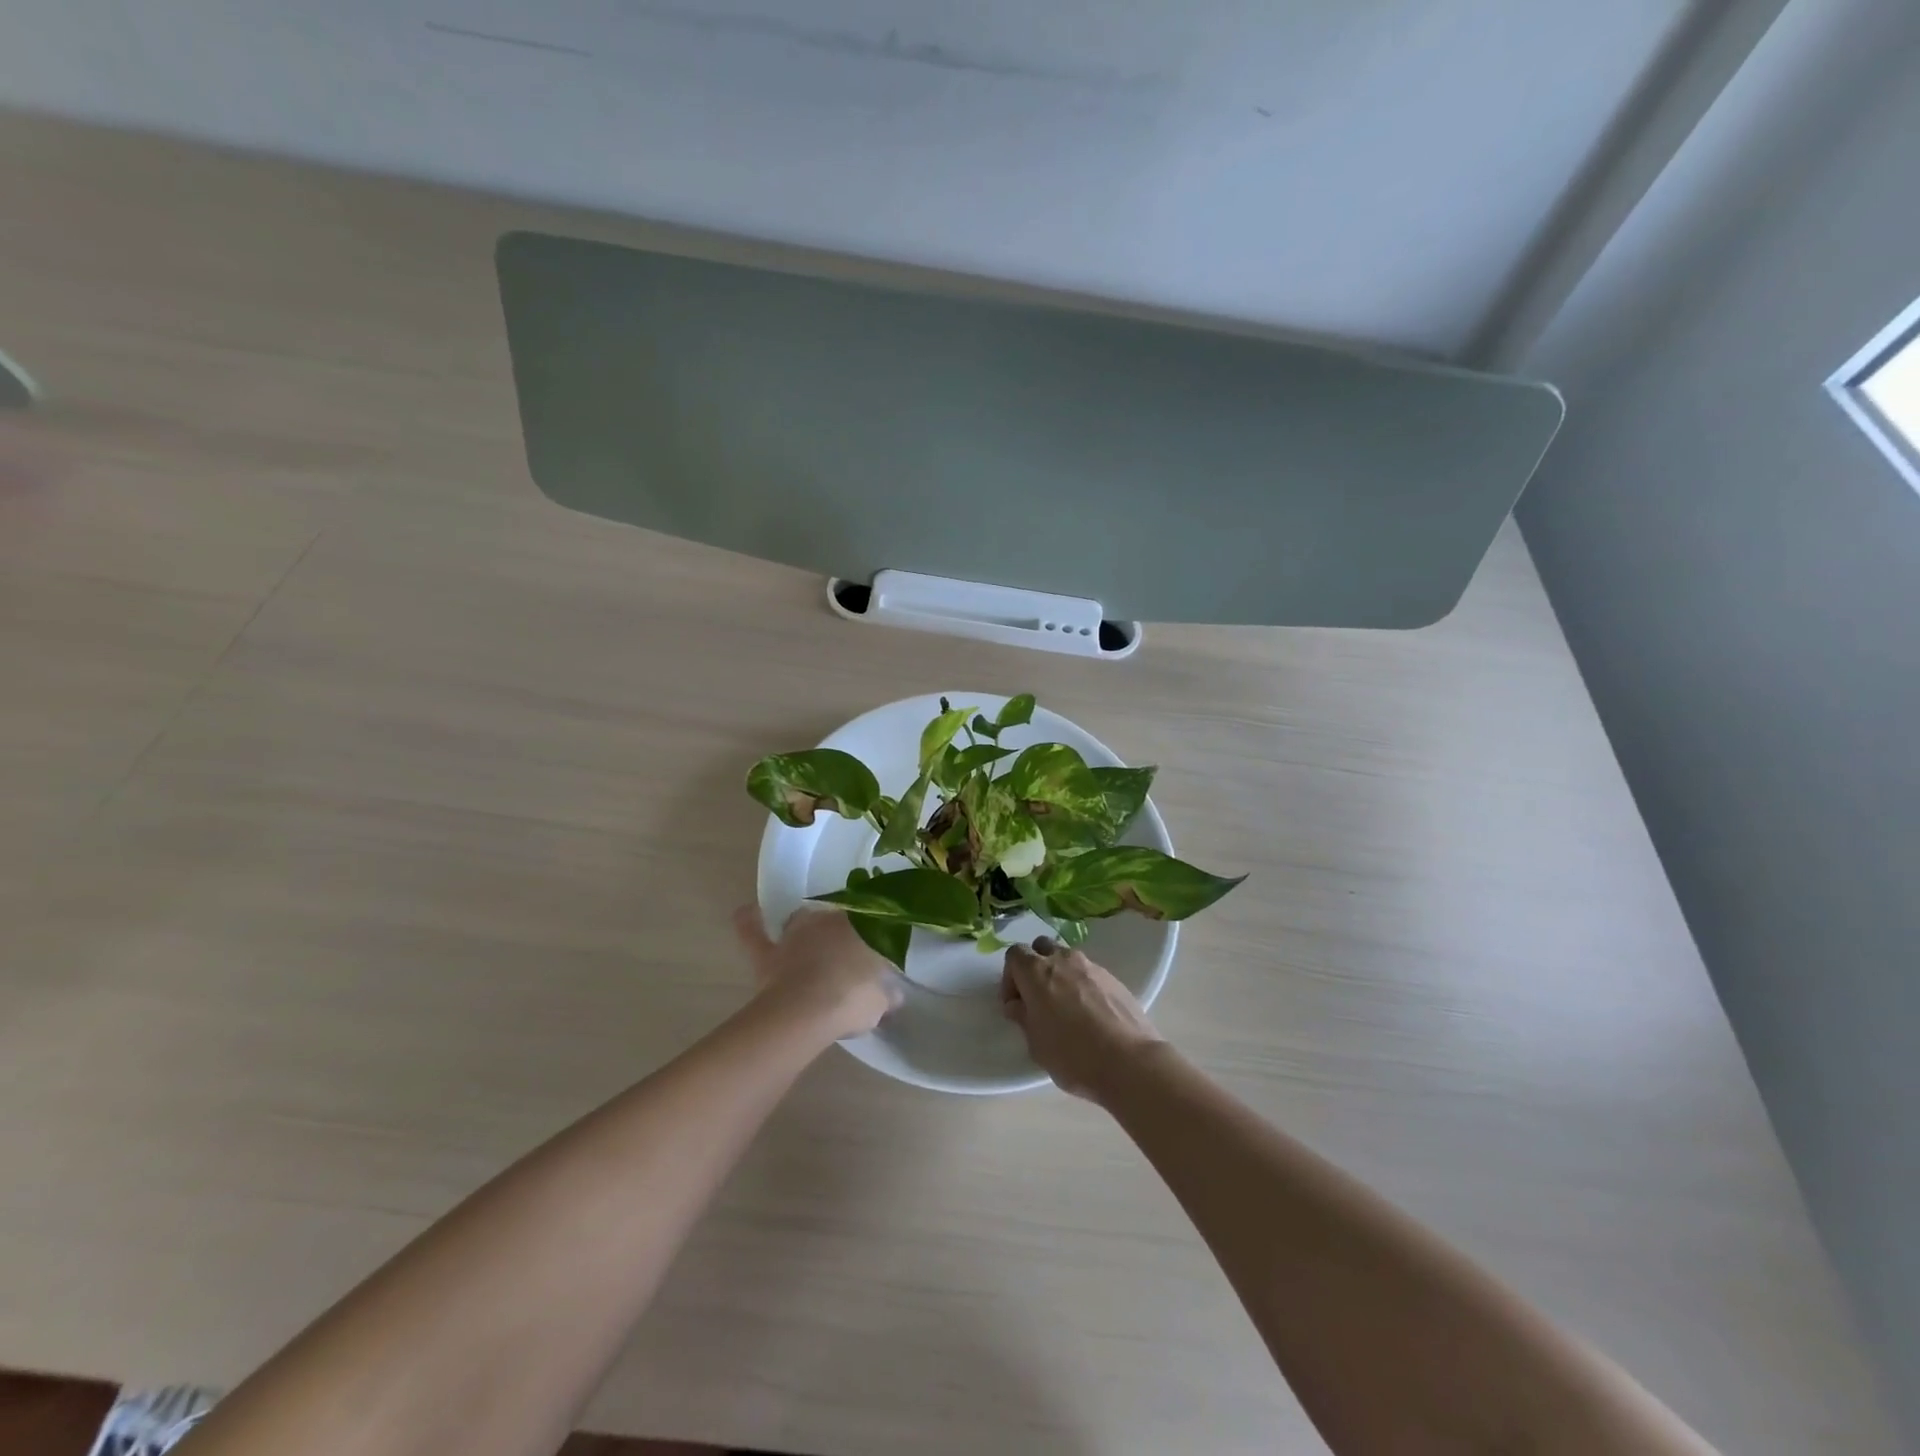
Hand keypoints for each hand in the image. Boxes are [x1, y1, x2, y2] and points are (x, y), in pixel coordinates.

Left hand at [734, 905, 902, 1042]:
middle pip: (836, 920)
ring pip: (801, 920)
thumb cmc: (851, 1000)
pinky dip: (749, 921)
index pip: (869, 924)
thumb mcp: (879, 1003)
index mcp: (859, 929)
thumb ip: (886, 996)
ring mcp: (794, 936)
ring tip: (810, 936)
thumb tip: (894, 995)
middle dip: (841, 933)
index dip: (872, 938)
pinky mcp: (768, 954)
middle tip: (847, 954)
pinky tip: (746, 911)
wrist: (806, 1012)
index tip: (875, 953)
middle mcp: (827, 923)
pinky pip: (753, 932)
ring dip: (806, 926)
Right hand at [1000, 937, 1166, 1101]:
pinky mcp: (1113, 978)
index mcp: (1037, 972)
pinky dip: (1083, 985)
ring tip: (1067, 1008)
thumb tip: (1018, 1005)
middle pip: (1041, 948)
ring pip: (1067, 959)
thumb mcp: (1036, 1044)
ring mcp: (1091, 966)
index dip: (1010, 977)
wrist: (1129, 1061)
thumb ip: (1023, 1017)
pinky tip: (1090, 1014)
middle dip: (1035, 967)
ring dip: (1060, 975)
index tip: (1016, 1004)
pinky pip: (1089, 973)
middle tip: (1038, 999)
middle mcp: (1063, 960)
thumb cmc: (1073, 1055)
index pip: (1014, 954)